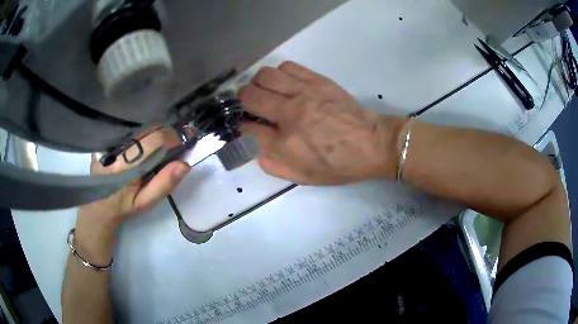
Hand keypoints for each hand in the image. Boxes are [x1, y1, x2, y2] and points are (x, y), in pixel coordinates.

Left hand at [78, 128, 190, 231]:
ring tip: (163, 139)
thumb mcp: (145, 202)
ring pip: (137, 126)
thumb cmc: (124, 207)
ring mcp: (109, 142)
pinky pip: (127, 130)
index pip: (153, 140)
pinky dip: (141, 131)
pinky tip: (146, 139)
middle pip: (146, 128)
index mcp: (126, 165)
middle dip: (164, 130)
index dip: (172, 136)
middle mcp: (116, 148)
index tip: (183, 140)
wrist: (98, 207)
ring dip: (154, 130)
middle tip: (175, 139)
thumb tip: (184, 165)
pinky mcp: (106, 141)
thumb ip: (163, 184)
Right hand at [239, 61, 403, 184]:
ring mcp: (304, 93)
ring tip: (266, 93)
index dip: (239, 126)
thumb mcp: (302, 177)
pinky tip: (285, 84)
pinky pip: (287, 67)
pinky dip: (279, 74)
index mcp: (285, 144)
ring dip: (258, 84)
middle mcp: (290, 113)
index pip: (245, 128)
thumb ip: (271, 163)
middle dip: (242, 101)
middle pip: (248, 95)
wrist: (372, 144)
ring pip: (264, 75)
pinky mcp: (317, 80)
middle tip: (250, 107)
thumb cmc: (338, 165)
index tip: (243, 126)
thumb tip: (252, 143)